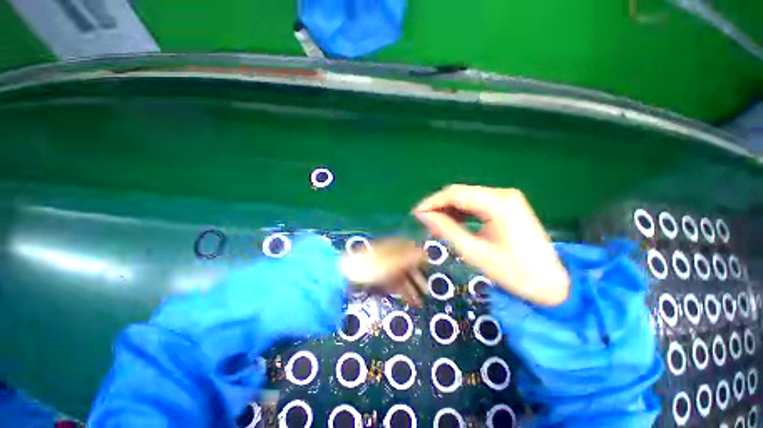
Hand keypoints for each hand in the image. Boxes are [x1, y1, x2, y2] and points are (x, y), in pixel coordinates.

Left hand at [340, 238, 427, 306]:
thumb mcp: (394, 262)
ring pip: (401, 277)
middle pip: (407, 265)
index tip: (430, 269)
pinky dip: (401, 292)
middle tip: (427, 290)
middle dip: (417, 277)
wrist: (346, 276)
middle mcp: (391, 256)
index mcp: (394, 247)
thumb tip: (426, 252)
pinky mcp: (379, 279)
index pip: (412, 250)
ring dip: (411, 288)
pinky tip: (409, 301)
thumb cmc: (372, 266)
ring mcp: (384, 268)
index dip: (422, 259)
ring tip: (419, 301)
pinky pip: (393, 284)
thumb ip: (410, 258)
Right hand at [413, 185, 568, 305]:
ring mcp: (507, 199)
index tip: (415, 214)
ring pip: (467, 197)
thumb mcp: (474, 252)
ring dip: (448, 209)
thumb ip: (446, 229)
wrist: (552, 285)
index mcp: (498, 203)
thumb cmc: (514, 272)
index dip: (431, 202)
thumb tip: (424, 216)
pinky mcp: (507, 206)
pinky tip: (452, 222)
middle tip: (423, 221)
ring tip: (434, 225)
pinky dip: (461, 212)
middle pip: (460, 193)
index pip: (454, 194)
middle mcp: (503, 194)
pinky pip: (477, 204)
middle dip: (438, 205)